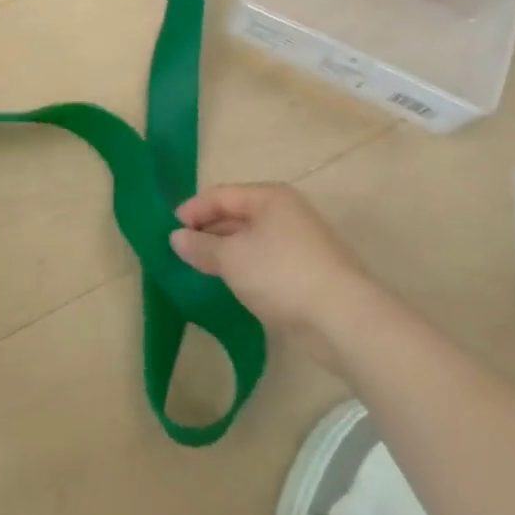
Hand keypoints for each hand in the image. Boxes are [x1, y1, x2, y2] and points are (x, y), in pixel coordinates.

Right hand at [172, 183, 370, 361]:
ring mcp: (300, 242)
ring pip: (251, 240)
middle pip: (237, 215)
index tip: (170, 231)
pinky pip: (266, 260)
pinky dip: (246, 267)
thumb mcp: (231, 258)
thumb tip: (176, 238)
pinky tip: (233, 284)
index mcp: (269, 197)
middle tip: (181, 251)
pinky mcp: (308, 271)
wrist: (344, 320)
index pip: (220, 195)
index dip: (193, 210)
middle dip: (208, 231)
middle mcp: (286, 212)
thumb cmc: (281, 275)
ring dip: (226, 251)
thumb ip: (200, 246)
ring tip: (201, 268)